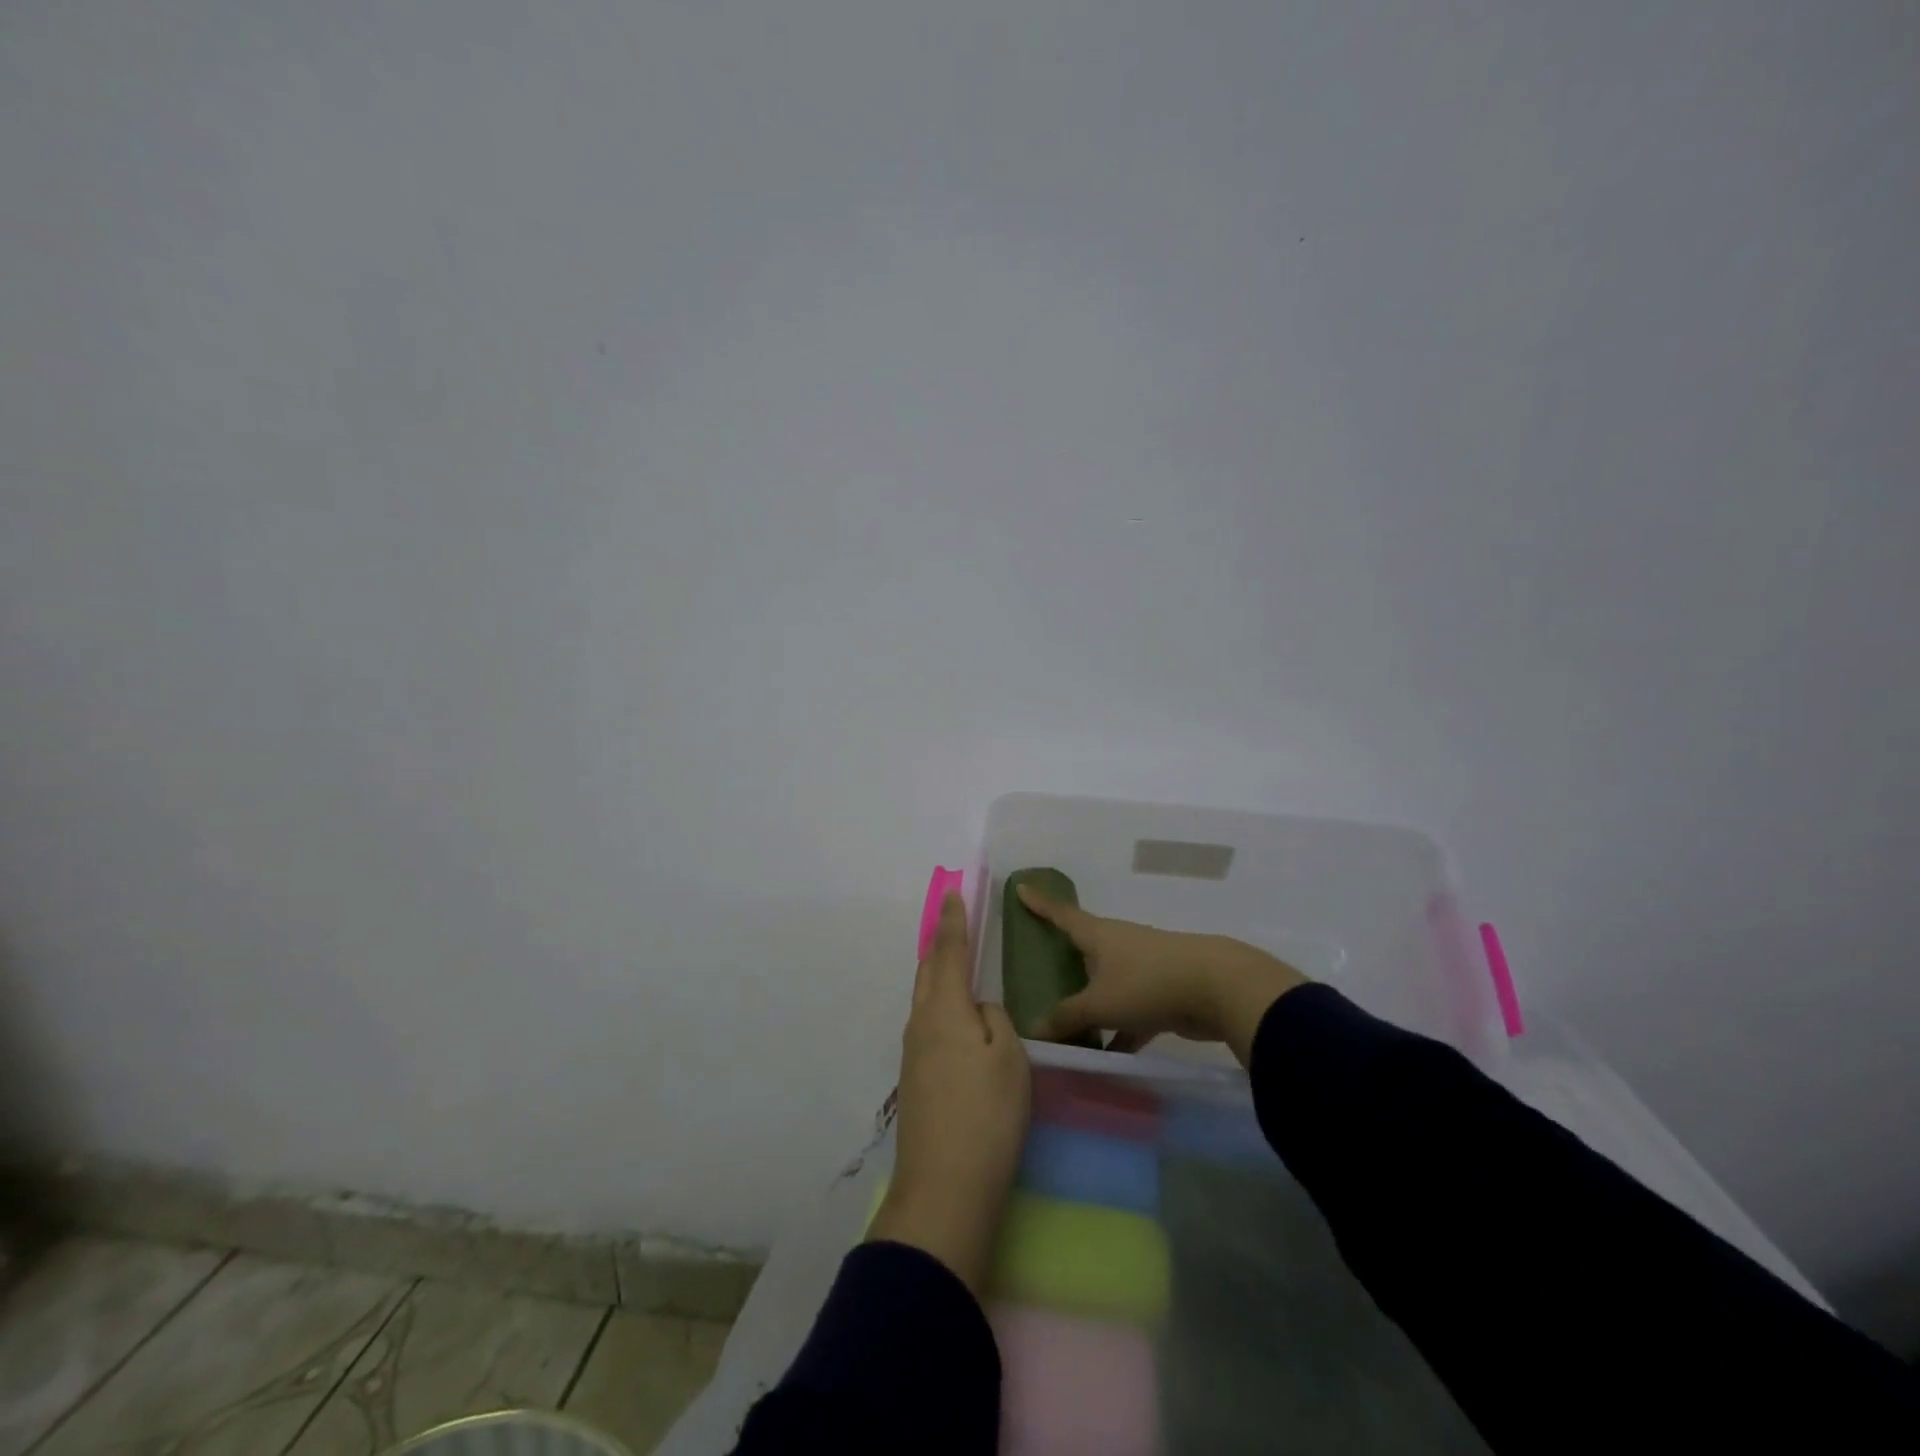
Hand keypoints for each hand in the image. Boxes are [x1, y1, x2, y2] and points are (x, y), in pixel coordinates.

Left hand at [868, 891, 1030, 1294]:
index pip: (948, 952)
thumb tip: (979, 1011)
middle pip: (928, 972)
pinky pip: (928, 1025)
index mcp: (944, 1009)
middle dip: (940, 944)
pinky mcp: (915, 1081)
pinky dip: (940, 1006)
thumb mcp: (1009, 1059)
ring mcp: (913, 1055)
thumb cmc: (986, 1115)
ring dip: (938, 975)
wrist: (943, 1190)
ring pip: (925, 1000)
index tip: (953, 893)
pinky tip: (955, 1020)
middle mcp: (920, 1024)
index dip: (953, 921)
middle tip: (953, 923)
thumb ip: (996, 1021)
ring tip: (956, 966)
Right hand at [1015, 884, 1307, 1066]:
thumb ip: (1067, 1017)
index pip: (1061, 914)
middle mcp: (1118, 945)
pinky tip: (1106, 1055)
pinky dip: (1118, 1030)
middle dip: (1065, 955)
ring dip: (1090, 1000)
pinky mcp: (1162, 994)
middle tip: (1040, 962)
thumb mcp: (1100, 1002)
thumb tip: (1034, 1028)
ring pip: (1107, 983)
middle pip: (1084, 947)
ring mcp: (1142, 968)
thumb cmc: (1147, 982)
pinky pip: (1130, 1012)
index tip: (1022, 887)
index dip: (1040, 903)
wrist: (1217, 987)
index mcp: (1098, 935)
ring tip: (1066, 1020)